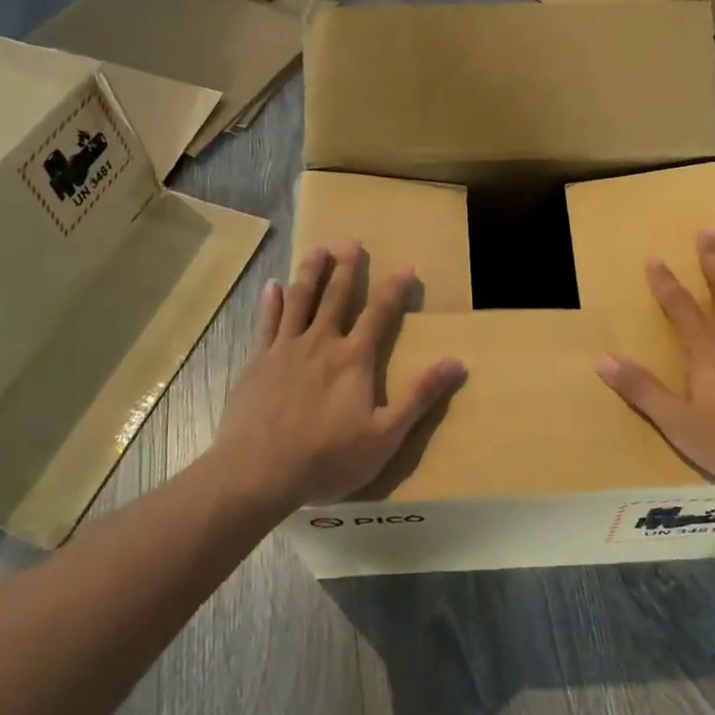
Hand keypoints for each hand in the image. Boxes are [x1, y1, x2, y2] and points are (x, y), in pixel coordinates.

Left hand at [211, 241, 465, 509]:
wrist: (257, 473)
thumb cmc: (326, 458)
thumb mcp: (385, 435)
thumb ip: (420, 396)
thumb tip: (457, 362)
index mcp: (353, 358)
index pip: (380, 314)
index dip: (395, 289)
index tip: (405, 266)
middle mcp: (320, 343)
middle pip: (336, 297)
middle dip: (347, 268)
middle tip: (352, 241)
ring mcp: (285, 349)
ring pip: (300, 300)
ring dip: (310, 272)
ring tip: (317, 249)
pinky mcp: (258, 362)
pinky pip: (266, 322)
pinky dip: (271, 302)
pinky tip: (272, 285)